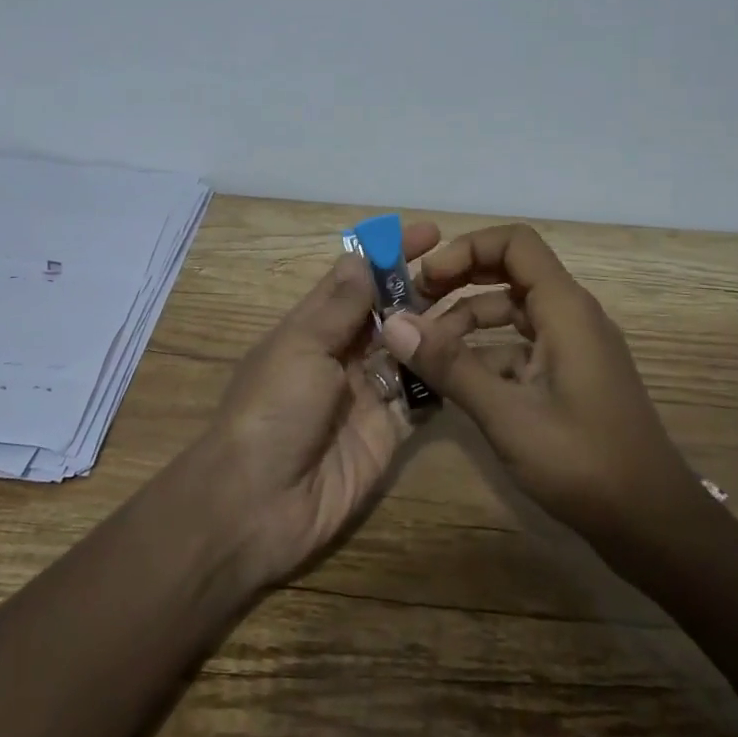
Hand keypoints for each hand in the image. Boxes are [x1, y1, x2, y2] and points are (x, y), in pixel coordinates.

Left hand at [204, 221, 440, 584]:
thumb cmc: (273, 410)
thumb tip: (361, 255)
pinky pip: (422, 398)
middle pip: (389, 312)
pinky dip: (444, 378)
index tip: (430, 233)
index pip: (356, 277)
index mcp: (314, 326)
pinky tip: (474, 358)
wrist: (258, 503)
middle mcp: (343, 354)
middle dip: (422, 289)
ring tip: (480, 307)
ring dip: (439, 330)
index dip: (389, 253)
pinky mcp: (389, 432)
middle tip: (468, 271)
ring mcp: (368, 393)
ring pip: (411, 351)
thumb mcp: (301, 346)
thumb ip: (339, 306)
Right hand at [379, 224, 710, 552]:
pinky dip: (485, 354)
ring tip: (423, 351)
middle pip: (509, 272)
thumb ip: (450, 366)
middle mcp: (571, 316)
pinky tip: (454, 383)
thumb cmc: (584, 462)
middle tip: (414, 306)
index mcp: (565, 309)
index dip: (466, 249)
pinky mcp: (569, 377)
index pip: (514, 243)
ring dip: (466, 322)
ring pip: (511, 312)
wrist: (653, 525)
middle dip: (459, 281)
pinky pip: (520, 347)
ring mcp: (572, 347)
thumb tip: (393, 324)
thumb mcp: (507, 414)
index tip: (426, 279)